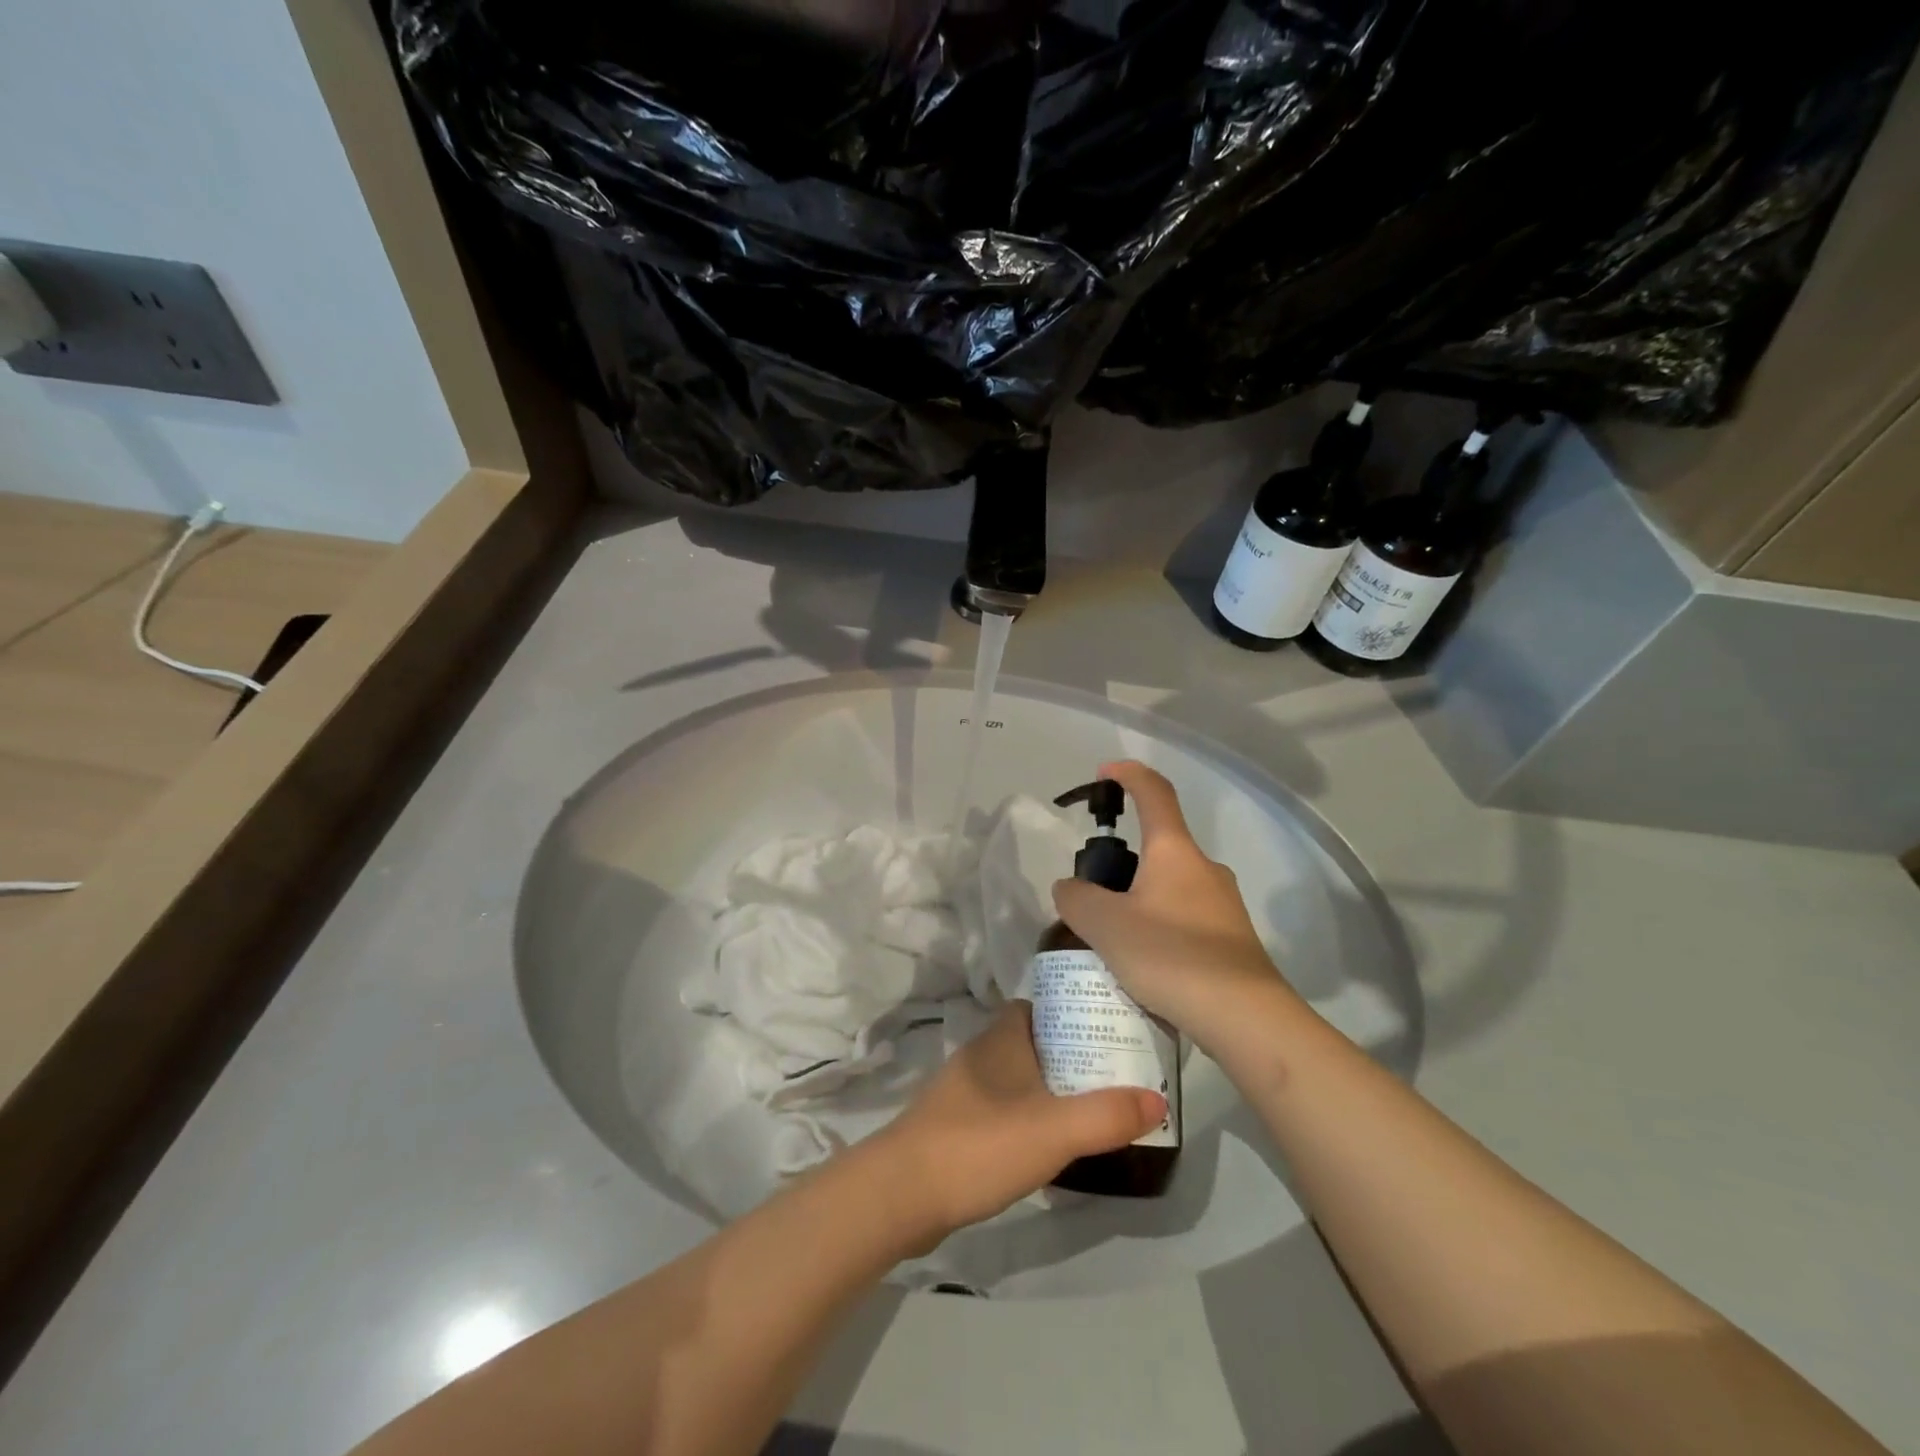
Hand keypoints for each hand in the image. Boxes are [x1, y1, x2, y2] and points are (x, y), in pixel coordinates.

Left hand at [870, 1002, 1163, 1242]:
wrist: (899, 1194)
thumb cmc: (978, 1145)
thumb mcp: (1053, 1130)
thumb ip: (1106, 1115)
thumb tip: (1159, 1098)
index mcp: (1001, 1038)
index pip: (1039, 1005)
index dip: (1072, 1011)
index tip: (1109, 1028)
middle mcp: (981, 1054)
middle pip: (1032, 1040)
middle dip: (1069, 1052)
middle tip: (1113, 1073)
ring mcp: (962, 1091)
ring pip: (1017, 1076)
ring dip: (1048, 1087)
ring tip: (1090, 1107)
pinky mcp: (953, 1126)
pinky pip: (1001, 1108)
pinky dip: (1026, 1116)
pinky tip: (1046, 1143)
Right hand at [1051, 760, 1295, 1053]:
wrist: (1246, 1017)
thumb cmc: (1171, 956)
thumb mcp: (1105, 926)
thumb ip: (1077, 899)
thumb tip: (1071, 888)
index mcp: (1174, 851)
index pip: (1153, 792)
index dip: (1128, 775)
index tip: (1105, 772)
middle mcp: (1203, 867)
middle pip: (1159, 846)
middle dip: (1124, 862)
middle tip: (1093, 898)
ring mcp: (1224, 903)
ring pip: (1171, 886)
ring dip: (1141, 900)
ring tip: (1114, 941)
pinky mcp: (1233, 937)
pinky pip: (1186, 918)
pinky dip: (1160, 928)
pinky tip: (1146, 965)